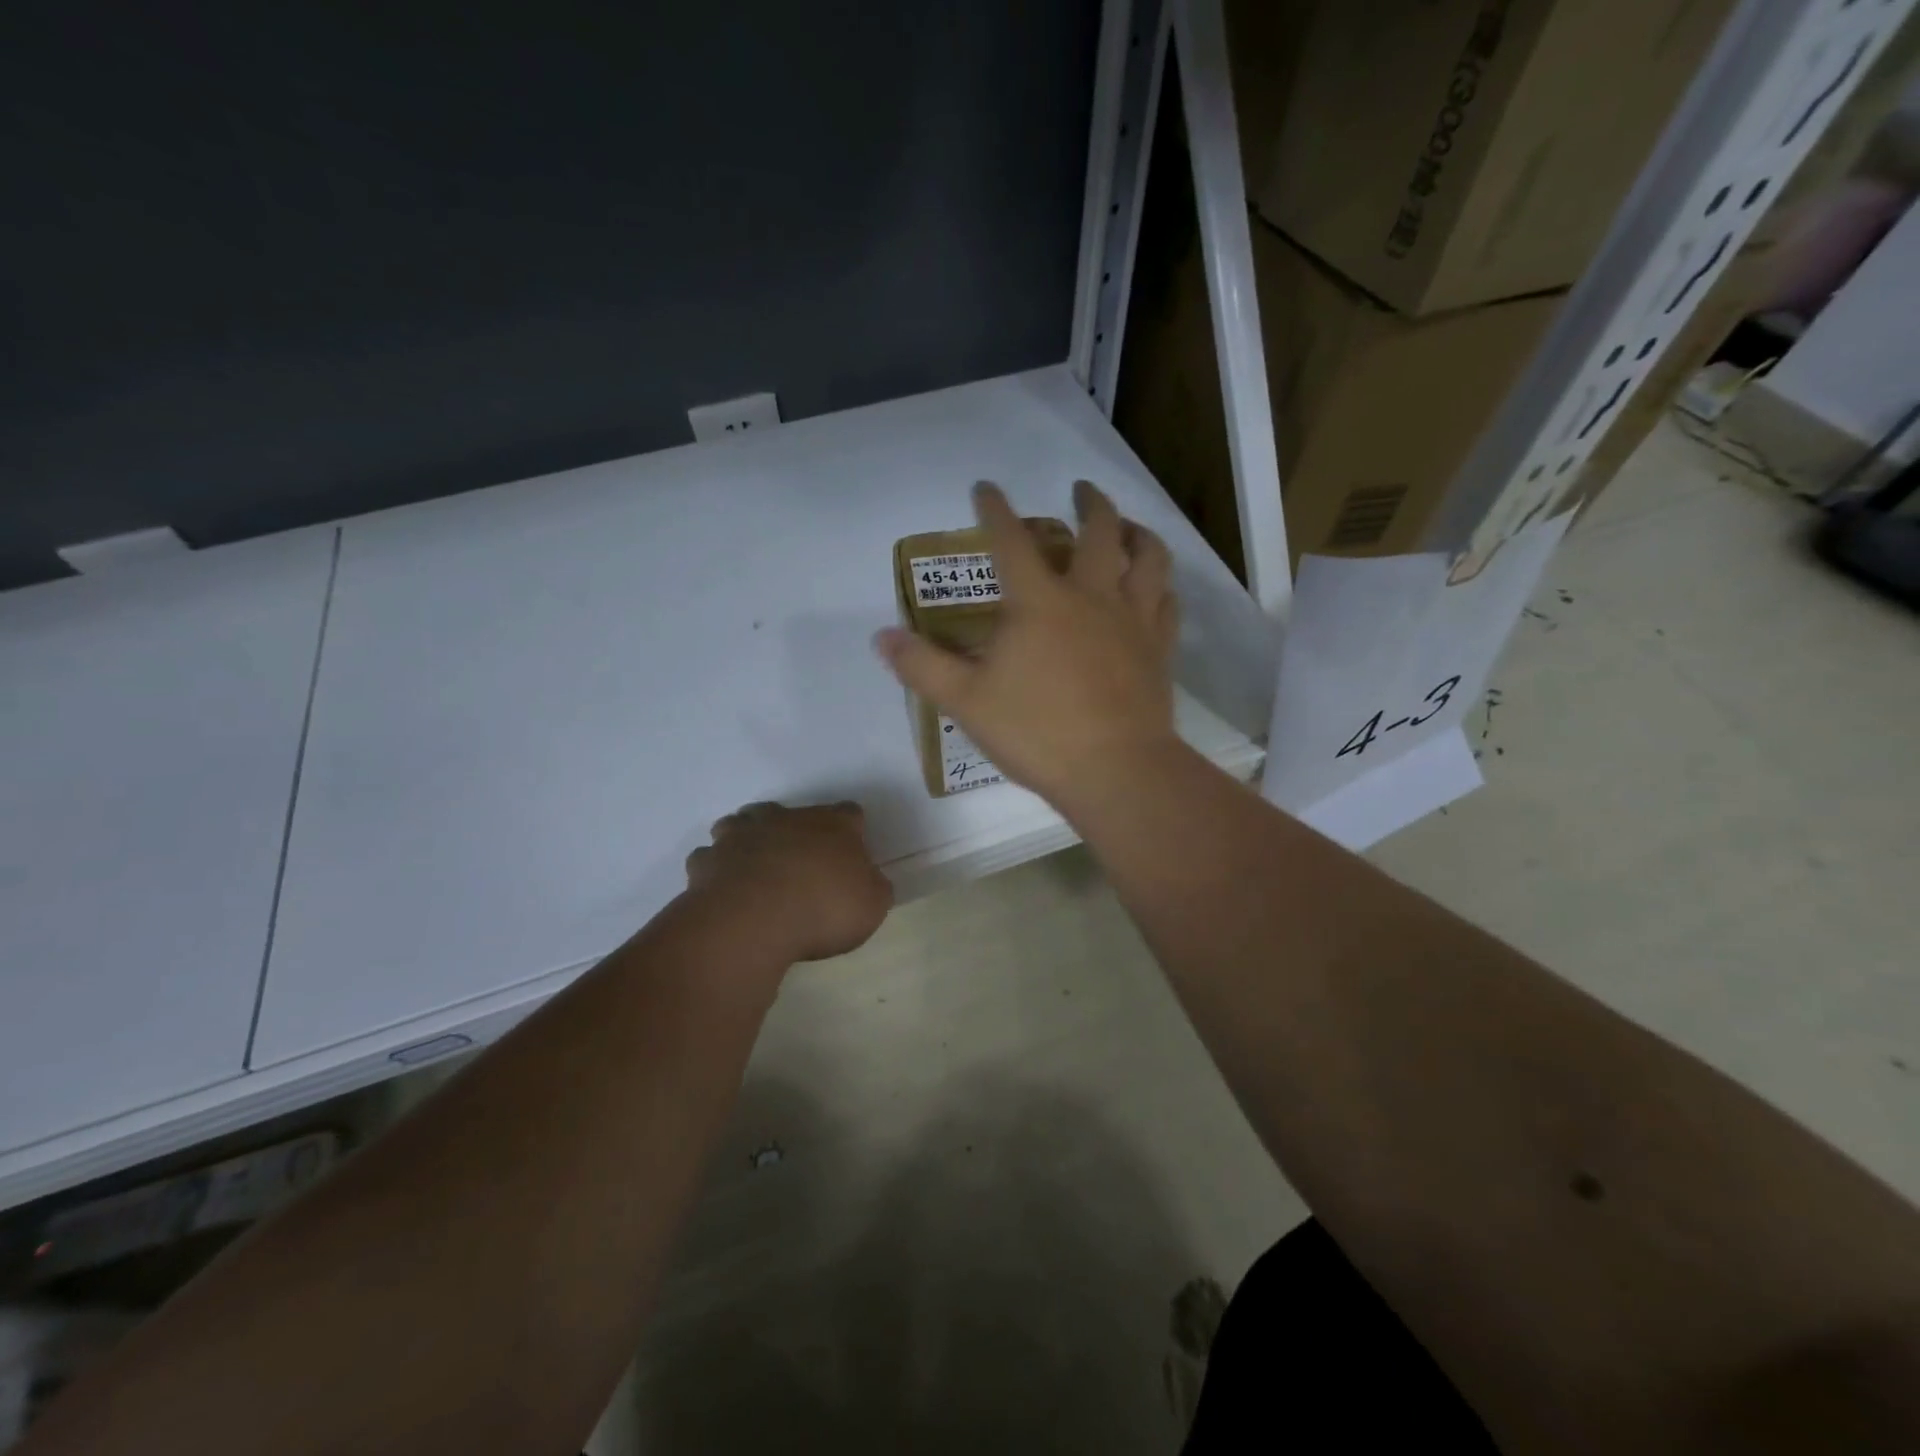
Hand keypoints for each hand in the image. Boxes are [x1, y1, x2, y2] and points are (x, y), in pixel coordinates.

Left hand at [684, 801, 892, 961]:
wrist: (754, 919)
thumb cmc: (823, 909)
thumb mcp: (872, 905)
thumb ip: (874, 887)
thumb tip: (868, 881)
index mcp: (833, 825)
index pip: (850, 813)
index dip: (852, 830)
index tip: (852, 853)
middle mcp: (786, 819)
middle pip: (791, 812)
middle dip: (794, 832)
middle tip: (800, 863)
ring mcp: (742, 834)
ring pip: (743, 823)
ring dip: (749, 839)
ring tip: (755, 868)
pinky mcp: (708, 859)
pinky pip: (711, 858)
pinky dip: (717, 869)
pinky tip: (723, 888)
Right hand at [875, 480, 1181, 810]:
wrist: (1115, 770)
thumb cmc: (1036, 732)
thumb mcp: (966, 702)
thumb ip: (923, 666)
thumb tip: (882, 636)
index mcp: (1038, 602)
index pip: (1011, 541)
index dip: (995, 509)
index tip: (985, 488)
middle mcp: (1091, 596)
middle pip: (1099, 530)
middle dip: (1089, 502)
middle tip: (1081, 489)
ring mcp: (1132, 620)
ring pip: (1148, 557)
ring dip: (1137, 532)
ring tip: (1127, 527)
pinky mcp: (1159, 649)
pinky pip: (1167, 602)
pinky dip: (1159, 585)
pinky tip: (1154, 588)